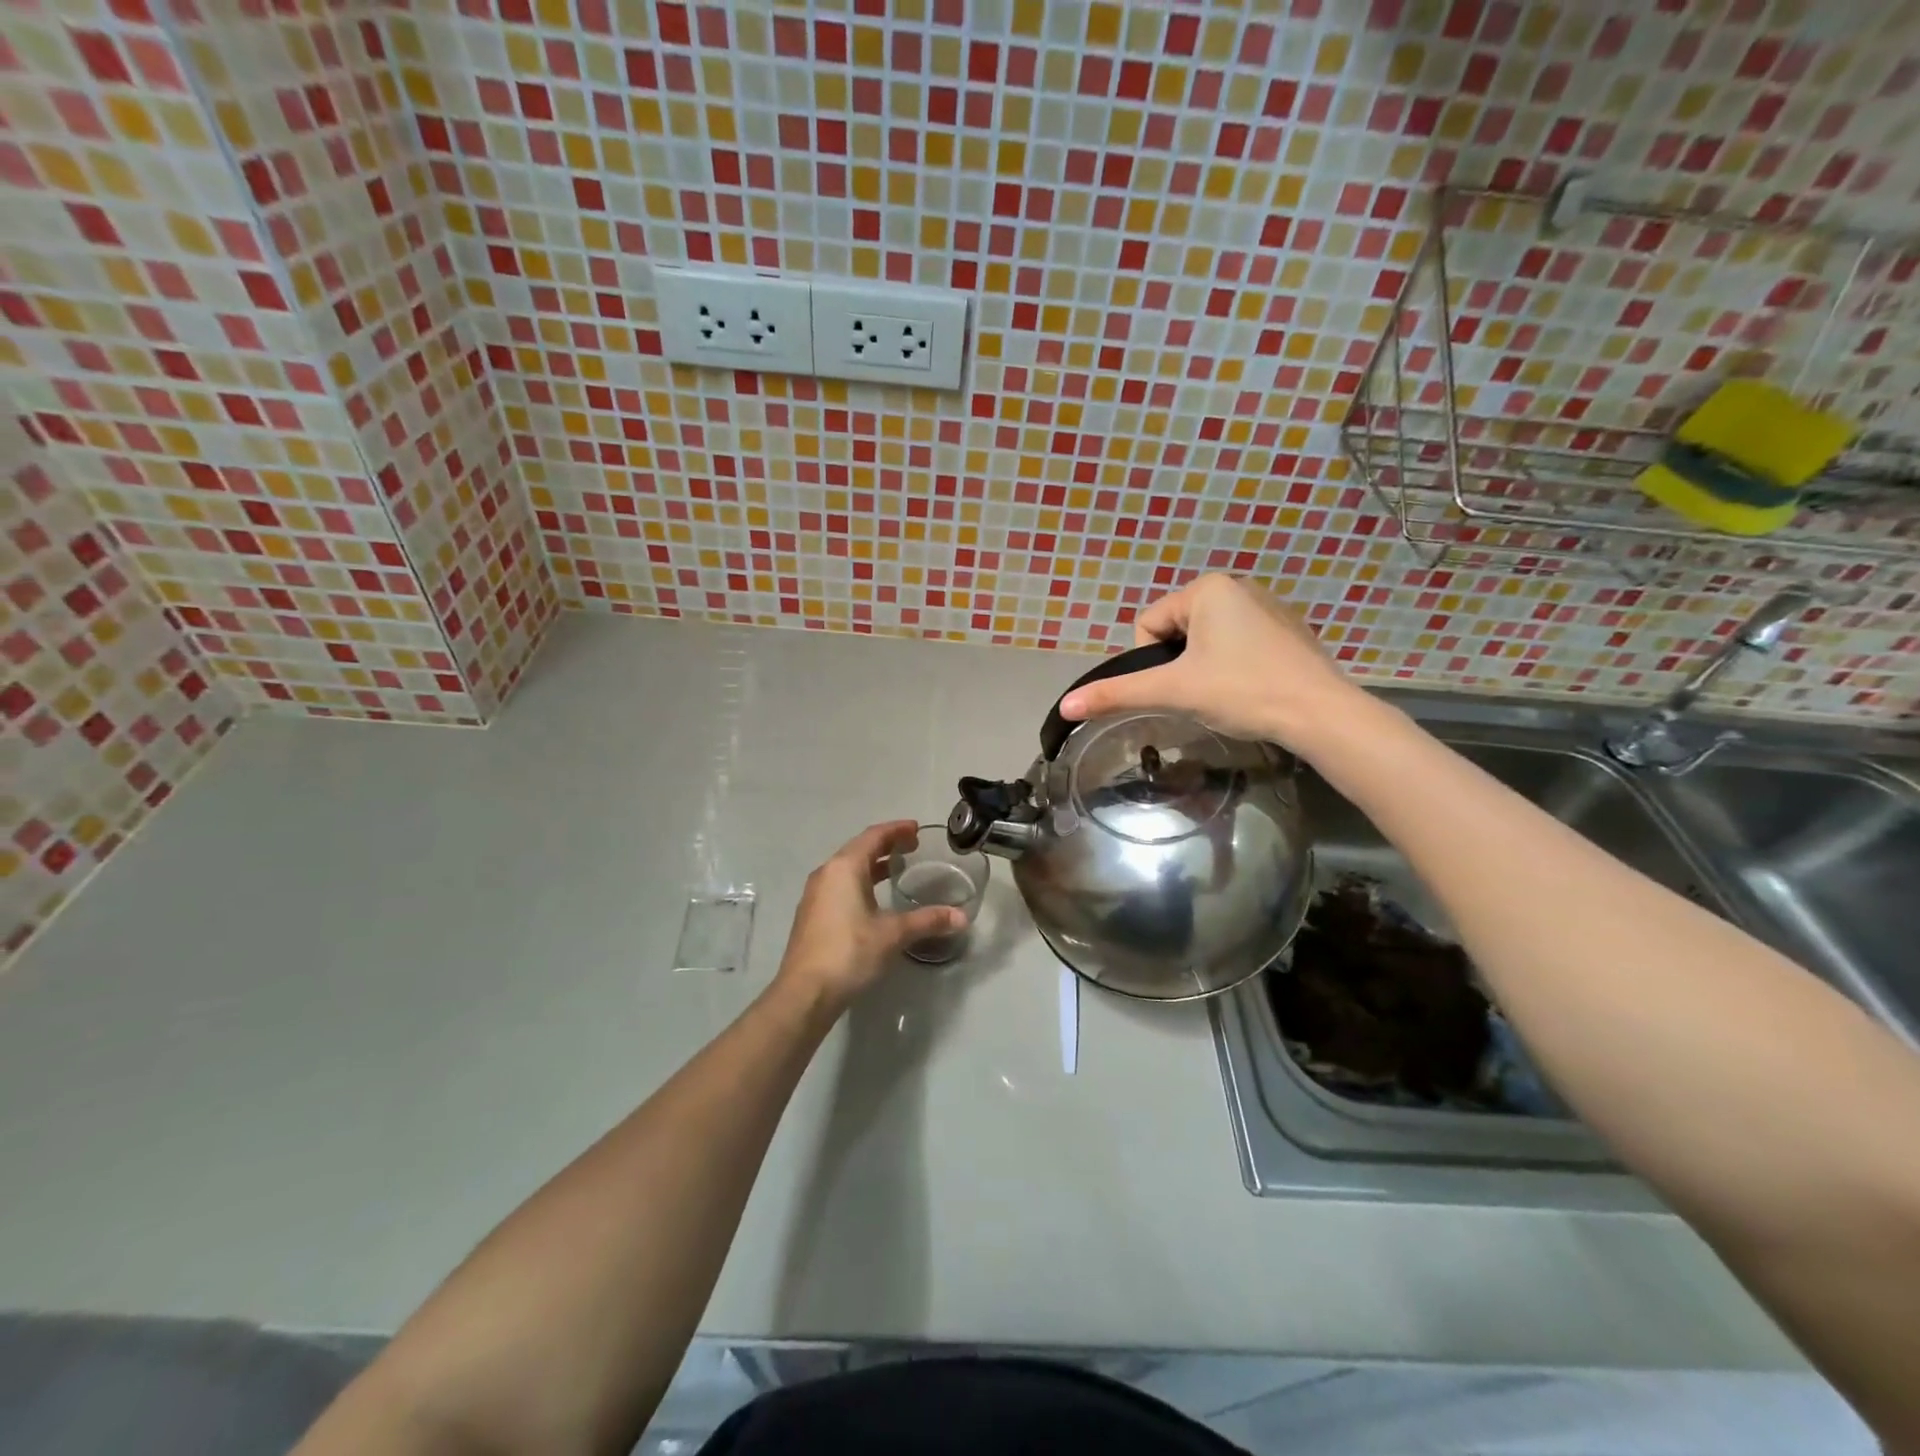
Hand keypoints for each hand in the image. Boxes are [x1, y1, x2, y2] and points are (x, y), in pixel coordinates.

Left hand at [774, 821, 964, 1010]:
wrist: (805, 992)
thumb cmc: (849, 952)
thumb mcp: (893, 934)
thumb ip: (927, 921)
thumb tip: (961, 917)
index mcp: (844, 868)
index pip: (873, 836)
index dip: (896, 830)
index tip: (916, 829)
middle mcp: (827, 874)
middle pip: (859, 848)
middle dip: (886, 845)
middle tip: (912, 847)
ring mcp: (816, 895)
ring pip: (848, 868)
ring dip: (873, 864)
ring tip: (897, 868)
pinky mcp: (812, 914)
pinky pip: (840, 885)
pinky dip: (861, 881)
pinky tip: (874, 898)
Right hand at [1057, 574, 1360, 749]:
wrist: (1320, 714)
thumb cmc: (1243, 691)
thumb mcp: (1173, 691)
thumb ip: (1117, 694)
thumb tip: (1065, 705)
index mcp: (1208, 588)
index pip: (1148, 625)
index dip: (1153, 662)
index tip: (1180, 685)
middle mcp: (1238, 586)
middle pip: (1176, 631)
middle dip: (1180, 665)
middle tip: (1203, 693)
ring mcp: (1267, 606)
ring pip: (1206, 641)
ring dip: (1205, 668)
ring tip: (1228, 693)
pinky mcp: (1287, 630)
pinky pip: (1237, 644)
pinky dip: (1233, 667)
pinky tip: (1251, 689)